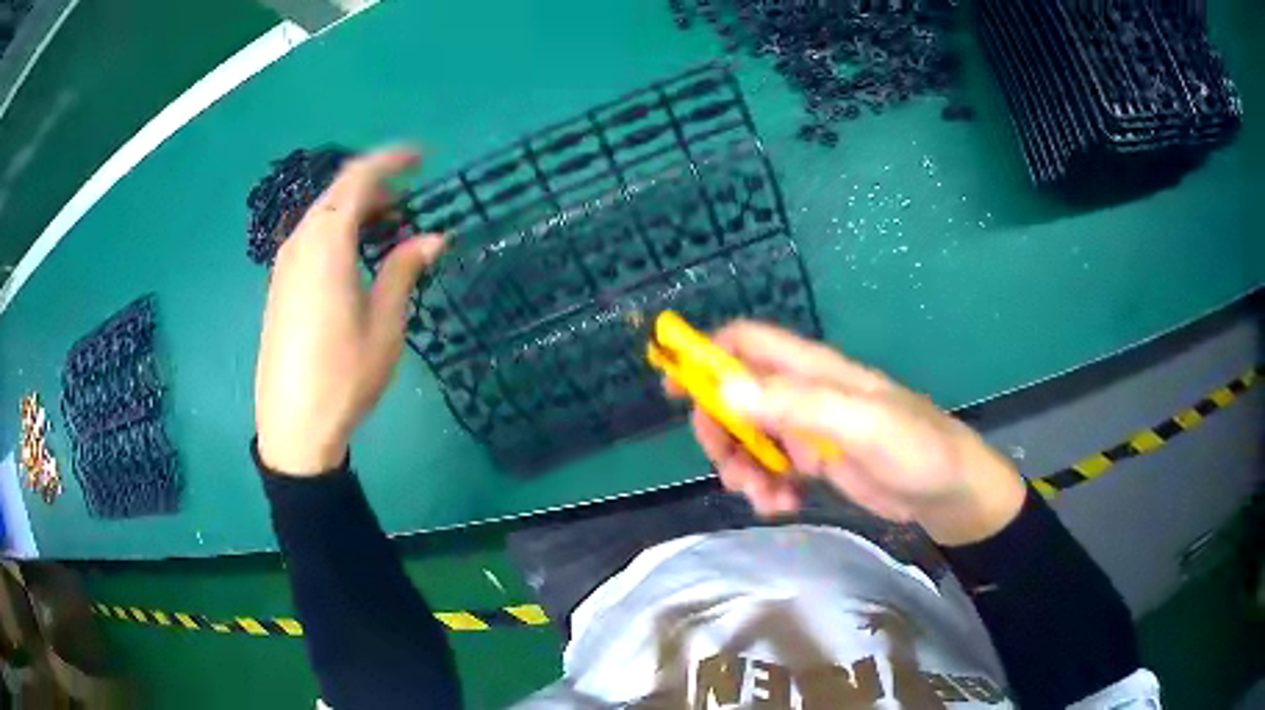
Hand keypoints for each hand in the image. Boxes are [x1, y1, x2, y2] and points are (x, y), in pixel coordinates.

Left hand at [255, 147, 444, 474]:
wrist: (292, 425)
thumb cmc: (343, 377)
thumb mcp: (384, 325)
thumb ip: (403, 270)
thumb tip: (433, 236)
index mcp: (327, 245)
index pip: (358, 179)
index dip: (391, 160)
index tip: (422, 158)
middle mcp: (300, 244)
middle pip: (337, 192)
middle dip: (374, 186)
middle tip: (408, 202)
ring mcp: (284, 265)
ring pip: (321, 215)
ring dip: (354, 210)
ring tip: (385, 230)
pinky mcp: (278, 285)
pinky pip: (309, 238)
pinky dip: (335, 231)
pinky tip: (352, 257)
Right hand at [676, 321, 1026, 545]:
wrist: (952, 493)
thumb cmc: (917, 450)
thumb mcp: (861, 426)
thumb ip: (797, 406)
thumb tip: (725, 391)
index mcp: (815, 371)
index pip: (748, 343)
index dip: (707, 355)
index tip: (674, 389)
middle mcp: (805, 394)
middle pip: (737, 396)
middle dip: (722, 431)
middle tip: (729, 469)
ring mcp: (809, 430)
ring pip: (750, 437)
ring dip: (743, 468)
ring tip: (765, 500)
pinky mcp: (816, 462)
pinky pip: (772, 468)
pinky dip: (766, 487)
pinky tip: (782, 507)